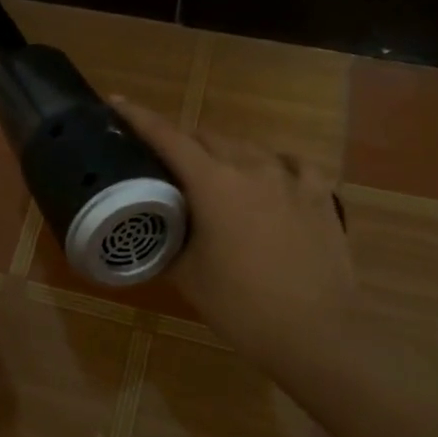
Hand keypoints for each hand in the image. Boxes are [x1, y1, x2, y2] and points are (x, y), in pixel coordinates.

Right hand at [114, 98, 355, 359]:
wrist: (315, 332)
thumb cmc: (241, 305)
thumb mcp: (187, 275)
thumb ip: (167, 238)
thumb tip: (154, 225)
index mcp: (213, 182)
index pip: (168, 137)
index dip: (139, 118)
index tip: (117, 103)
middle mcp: (251, 166)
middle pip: (207, 137)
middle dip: (182, 143)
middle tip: (166, 164)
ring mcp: (291, 177)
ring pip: (247, 147)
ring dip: (224, 154)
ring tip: (216, 177)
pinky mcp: (320, 193)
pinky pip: (290, 163)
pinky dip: (272, 166)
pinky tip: (271, 181)